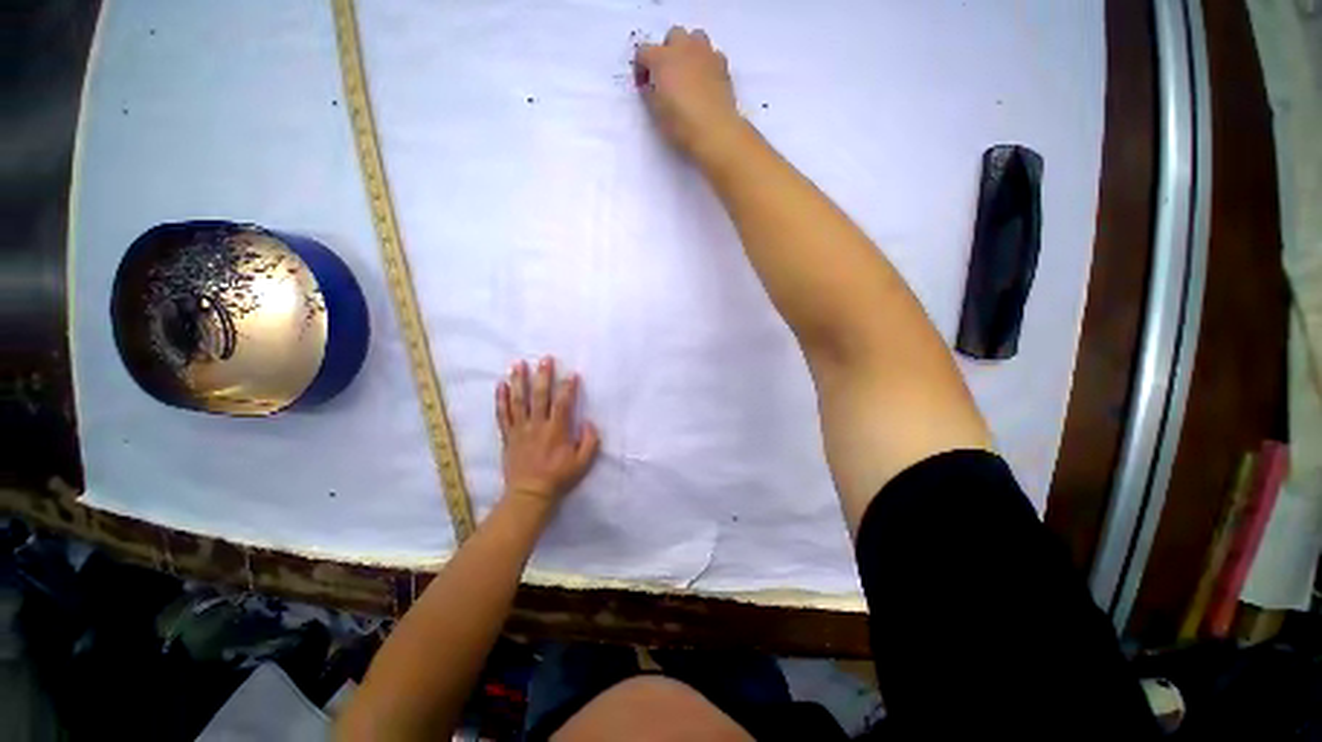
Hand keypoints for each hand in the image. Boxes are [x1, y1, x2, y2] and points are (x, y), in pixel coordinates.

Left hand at [496, 357, 599, 506]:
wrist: (529, 494)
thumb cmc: (559, 478)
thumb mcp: (583, 463)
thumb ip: (590, 441)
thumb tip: (589, 422)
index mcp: (557, 430)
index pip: (563, 403)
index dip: (568, 387)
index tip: (572, 374)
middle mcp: (537, 425)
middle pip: (540, 396)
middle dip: (543, 376)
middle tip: (545, 359)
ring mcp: (520, 429)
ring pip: (518, 401)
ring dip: (519, 381)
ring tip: (519, 364)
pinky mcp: (508, 436)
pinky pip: (503, 414)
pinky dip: (501, 399)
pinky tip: (500, 384)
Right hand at [635, 27, 744, 164]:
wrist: (715, 131)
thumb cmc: (681, 125)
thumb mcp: (656, 112)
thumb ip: (650, 93)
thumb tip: (651, 86)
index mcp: (661, 58)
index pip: (643, 52)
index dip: (641, 68)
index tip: (644, 85)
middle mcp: (683, 48)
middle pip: (672, 36)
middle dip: (667, 51)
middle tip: (667, 75)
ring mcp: (705, 53)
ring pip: (695, 38)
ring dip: (689, 50)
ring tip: (688, 73)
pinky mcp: (723, 64)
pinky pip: (712, 54)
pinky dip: (706, 63)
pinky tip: (705, 81)